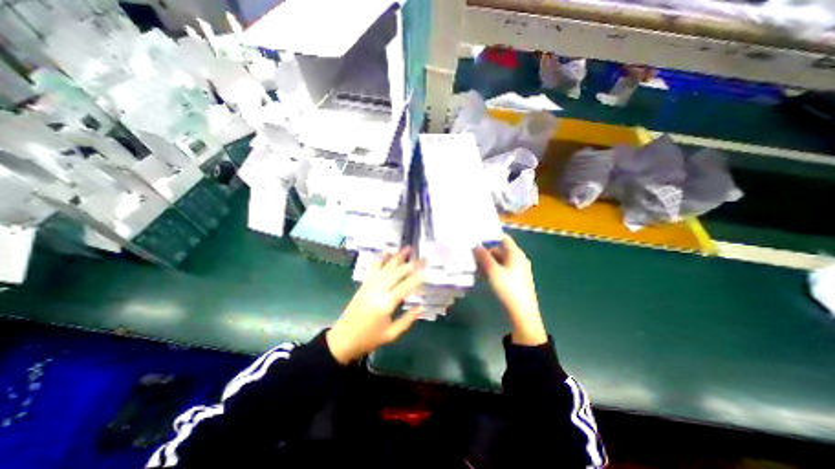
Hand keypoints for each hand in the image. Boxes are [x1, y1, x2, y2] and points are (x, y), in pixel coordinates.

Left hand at [326, 247, 425, 363]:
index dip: (417, 278)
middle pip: (396, 273)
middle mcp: (378, 291)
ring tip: (407, 248)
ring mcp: (369, 286)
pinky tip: (386, 252)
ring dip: (397, 257)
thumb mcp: (391, 334)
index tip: (427, 271)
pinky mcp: (364, 285)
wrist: (343, 339)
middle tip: (422, 258)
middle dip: (410, 264)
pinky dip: (380, 260)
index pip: (405, 287)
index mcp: (385, 304)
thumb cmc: (369, 339)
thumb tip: (421, 307)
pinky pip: (373, 270)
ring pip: (385, 268)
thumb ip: (407, 320)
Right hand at [477, 232, 548, 345]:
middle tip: (472, 256)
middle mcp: (519, 258)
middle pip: (500, 249)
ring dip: (488, 261)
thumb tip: (476, 246)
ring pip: (501, 260)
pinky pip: (503, 268)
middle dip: (486, 252)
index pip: (503, 238)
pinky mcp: (517, 278)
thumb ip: (484, 257)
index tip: (477, 238)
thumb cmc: (508, 288)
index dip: (490, 236)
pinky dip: (493, 269)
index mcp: (516, 253)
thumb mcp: (493, 271)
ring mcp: (519, 269)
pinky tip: (484, 276)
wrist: (523, 312)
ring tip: (475, 266)